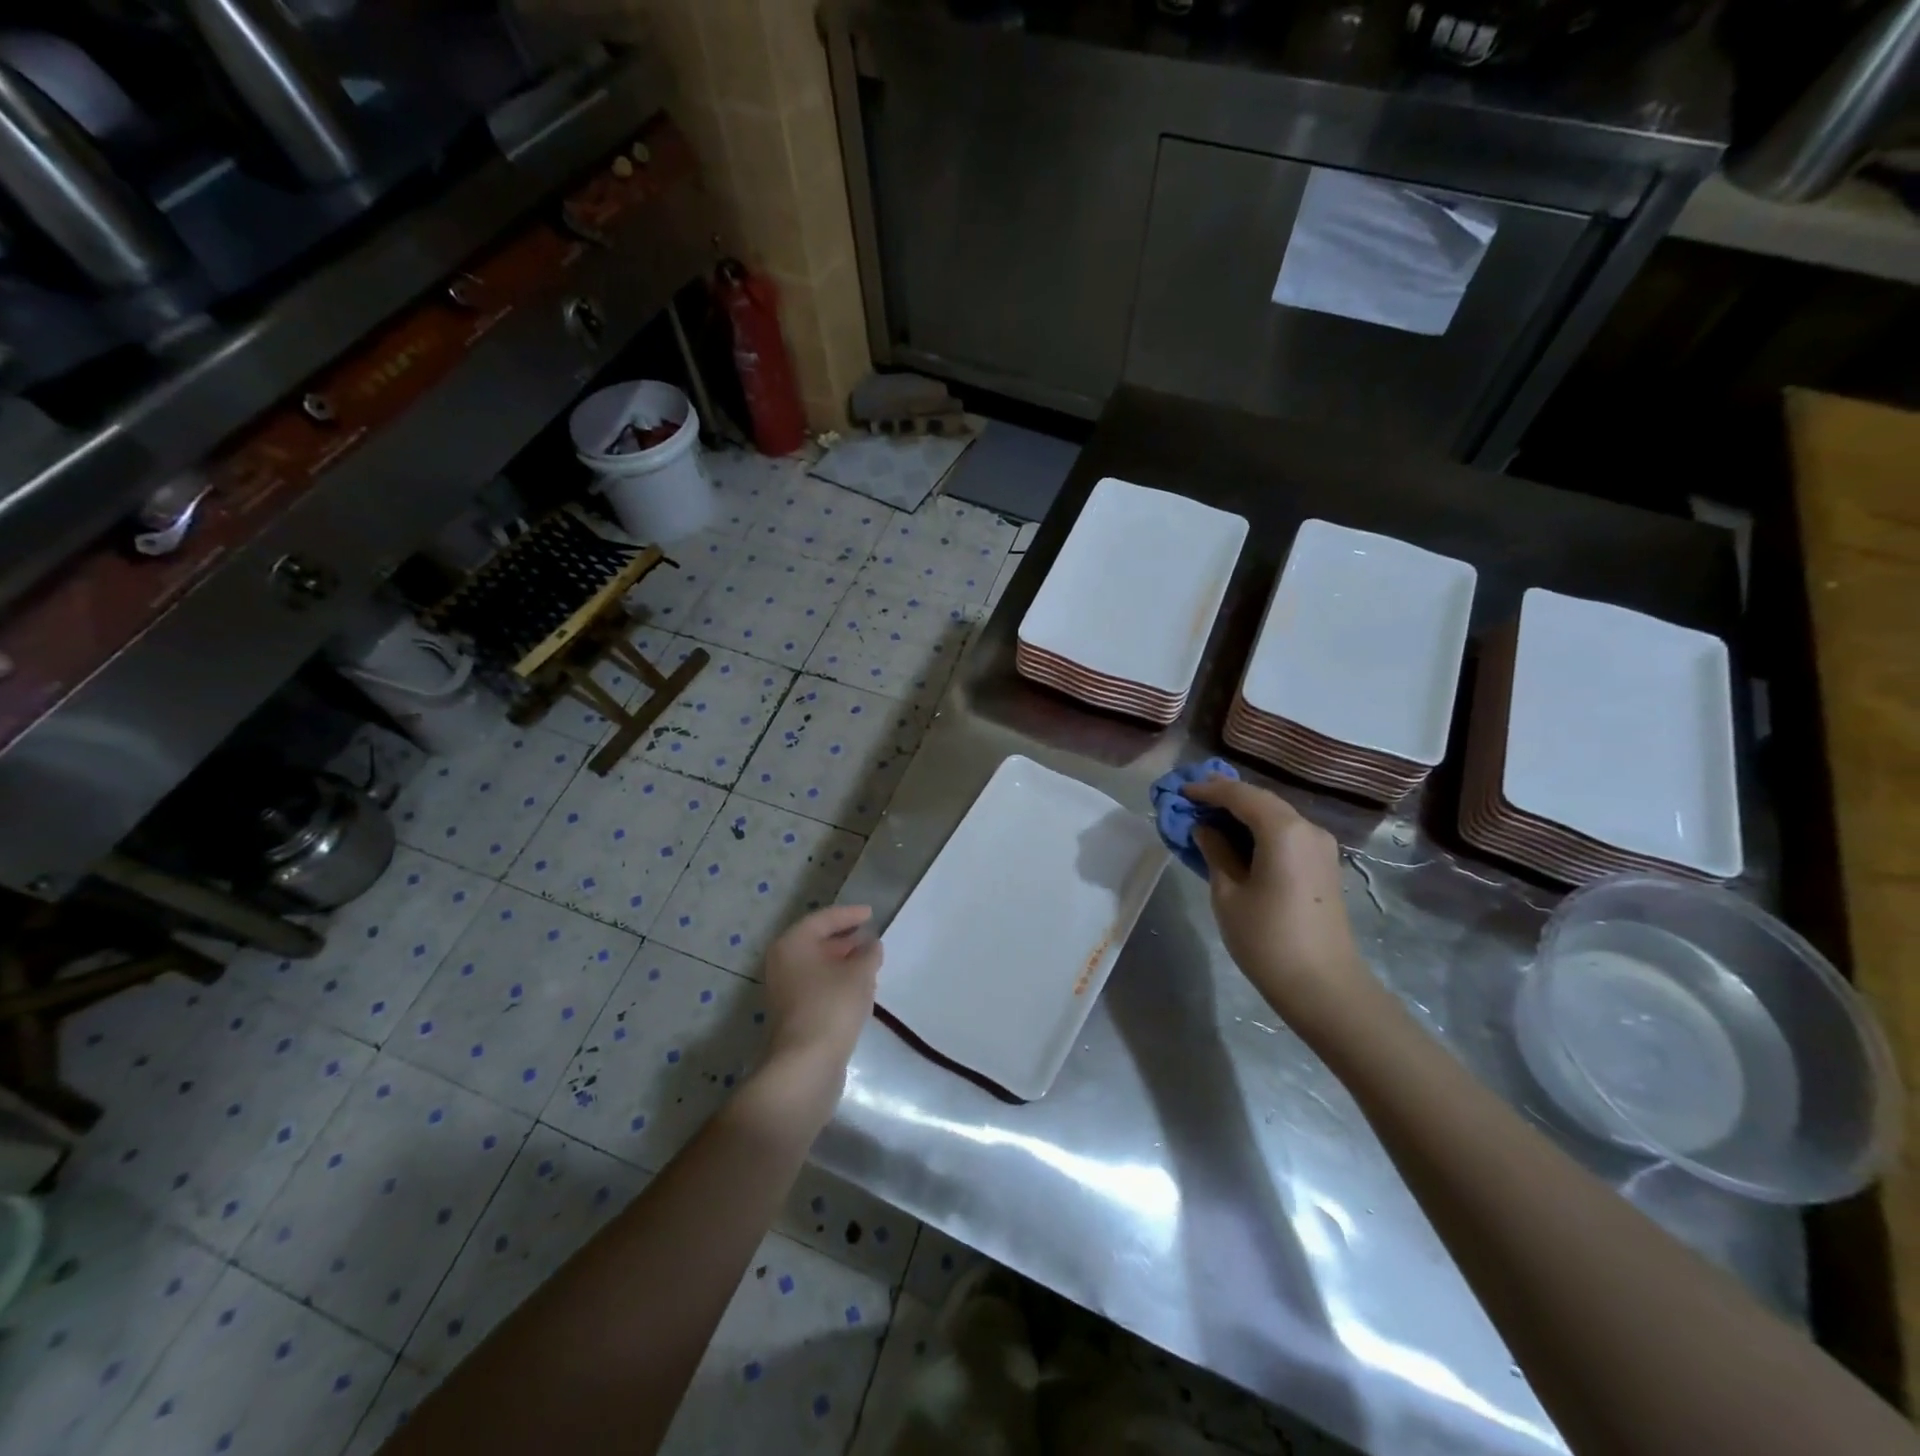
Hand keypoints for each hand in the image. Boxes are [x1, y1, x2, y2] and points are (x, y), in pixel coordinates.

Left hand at [761, 905, 883, 1076]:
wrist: (806, 1064)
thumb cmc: (832, 1006)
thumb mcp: (860, 973)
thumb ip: (869, 953)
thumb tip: (872, 944)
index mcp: (793, 944)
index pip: (823, 919)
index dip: (849, 914)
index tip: (871, 914)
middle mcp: (783, 962)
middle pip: (816, 941)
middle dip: (845, 939)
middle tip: (871, 937)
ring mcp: (785, 990)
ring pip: (817, 965)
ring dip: (843, 962)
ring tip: (870, 961)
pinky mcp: (793, 1013)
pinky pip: (817, 985)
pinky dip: (836, 980)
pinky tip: (858, 987)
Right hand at [1183, 776, 1370, 1030]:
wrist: (1323, 986)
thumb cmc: (1267, 939)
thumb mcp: (1228, 894)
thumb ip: (1215, 852)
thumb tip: (1204, 829)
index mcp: (1283, 831)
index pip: (1241, 795)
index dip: (1209, 790)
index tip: (1181, 790)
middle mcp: (1307, 829)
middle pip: (1262, 800)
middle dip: (1227, 796)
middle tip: (1193, 797)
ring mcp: (1320, 847)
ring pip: (1276, 815)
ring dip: (1243, 811)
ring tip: (1209, 815)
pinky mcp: (1323, 865)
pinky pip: (1286, 833)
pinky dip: (1259, 828)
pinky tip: (1237, 838)